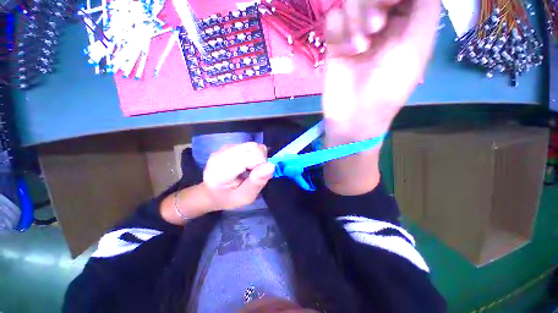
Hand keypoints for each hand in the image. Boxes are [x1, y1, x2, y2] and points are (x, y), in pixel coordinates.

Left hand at [203, 142, 274, 209]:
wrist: (212, 192)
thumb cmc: (228, 198)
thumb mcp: (244, 197)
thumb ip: (257, 182)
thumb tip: (271, 165)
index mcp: (221, 169)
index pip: (252, 156)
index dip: (262, 165)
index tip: (258, 177)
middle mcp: (221, 154)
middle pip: (253, 147)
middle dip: (261, 159)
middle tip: (255, 174)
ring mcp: (224, 148)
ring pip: (253, 145)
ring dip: (258, 157)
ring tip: (251, 170)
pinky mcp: (229, 145)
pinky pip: (249, 146)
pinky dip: (253, 154)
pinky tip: (246, 165)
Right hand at [323, 0, 439, 140]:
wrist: (354, 115)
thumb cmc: (389, 86)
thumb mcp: (417, 45)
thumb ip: (424, 7)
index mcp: (404, 20)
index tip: (393, 5)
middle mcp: (379, 20)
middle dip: (374, 2)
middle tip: (377, 27)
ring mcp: (354, 31)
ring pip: (351, 0)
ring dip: (357, 18)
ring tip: (361, 46)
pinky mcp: (334, 44)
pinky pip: (333, 17)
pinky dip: (339, 29)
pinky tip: (346, 50)